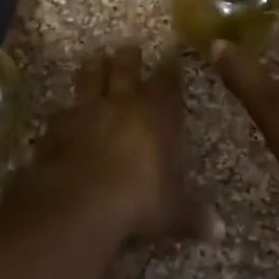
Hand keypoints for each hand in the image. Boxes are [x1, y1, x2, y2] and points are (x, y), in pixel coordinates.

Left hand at [27, 44, 212, 243]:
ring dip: (94, 68)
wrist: (80, 198)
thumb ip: (193, 216)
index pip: (167, 84)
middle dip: (129, 58)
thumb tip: (219, 232)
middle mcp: (122, 104)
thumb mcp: (172, 211)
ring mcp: (86, 111)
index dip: (170, 70)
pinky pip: (63, 110)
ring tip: (95, 59)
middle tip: (129, 46)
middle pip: (126, 70)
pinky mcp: (58, 125)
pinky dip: (67, 109)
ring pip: (91, 79)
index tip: (171, 54)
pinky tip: (64, 111)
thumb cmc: (139, 199)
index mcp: (156, 116)